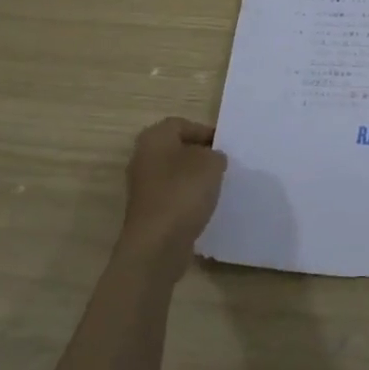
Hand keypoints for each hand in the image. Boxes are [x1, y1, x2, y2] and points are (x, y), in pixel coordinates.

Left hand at [119, 117, 226, 279]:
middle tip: (223, 164)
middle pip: (177, 149)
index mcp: (154, 138)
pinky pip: (172, 195)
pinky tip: (204, 207)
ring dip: (194, 178)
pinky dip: (187, 198)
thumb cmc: (183, 193)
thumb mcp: (212, 164)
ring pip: (174, 173)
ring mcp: (143, 186)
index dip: (205, 132)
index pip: (182, 124)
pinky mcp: (148, 210)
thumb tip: (212, 159)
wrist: (157, 245)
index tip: (225, 146)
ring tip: (217, 186)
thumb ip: (216, 155)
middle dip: (200, 155)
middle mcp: (143, 158)